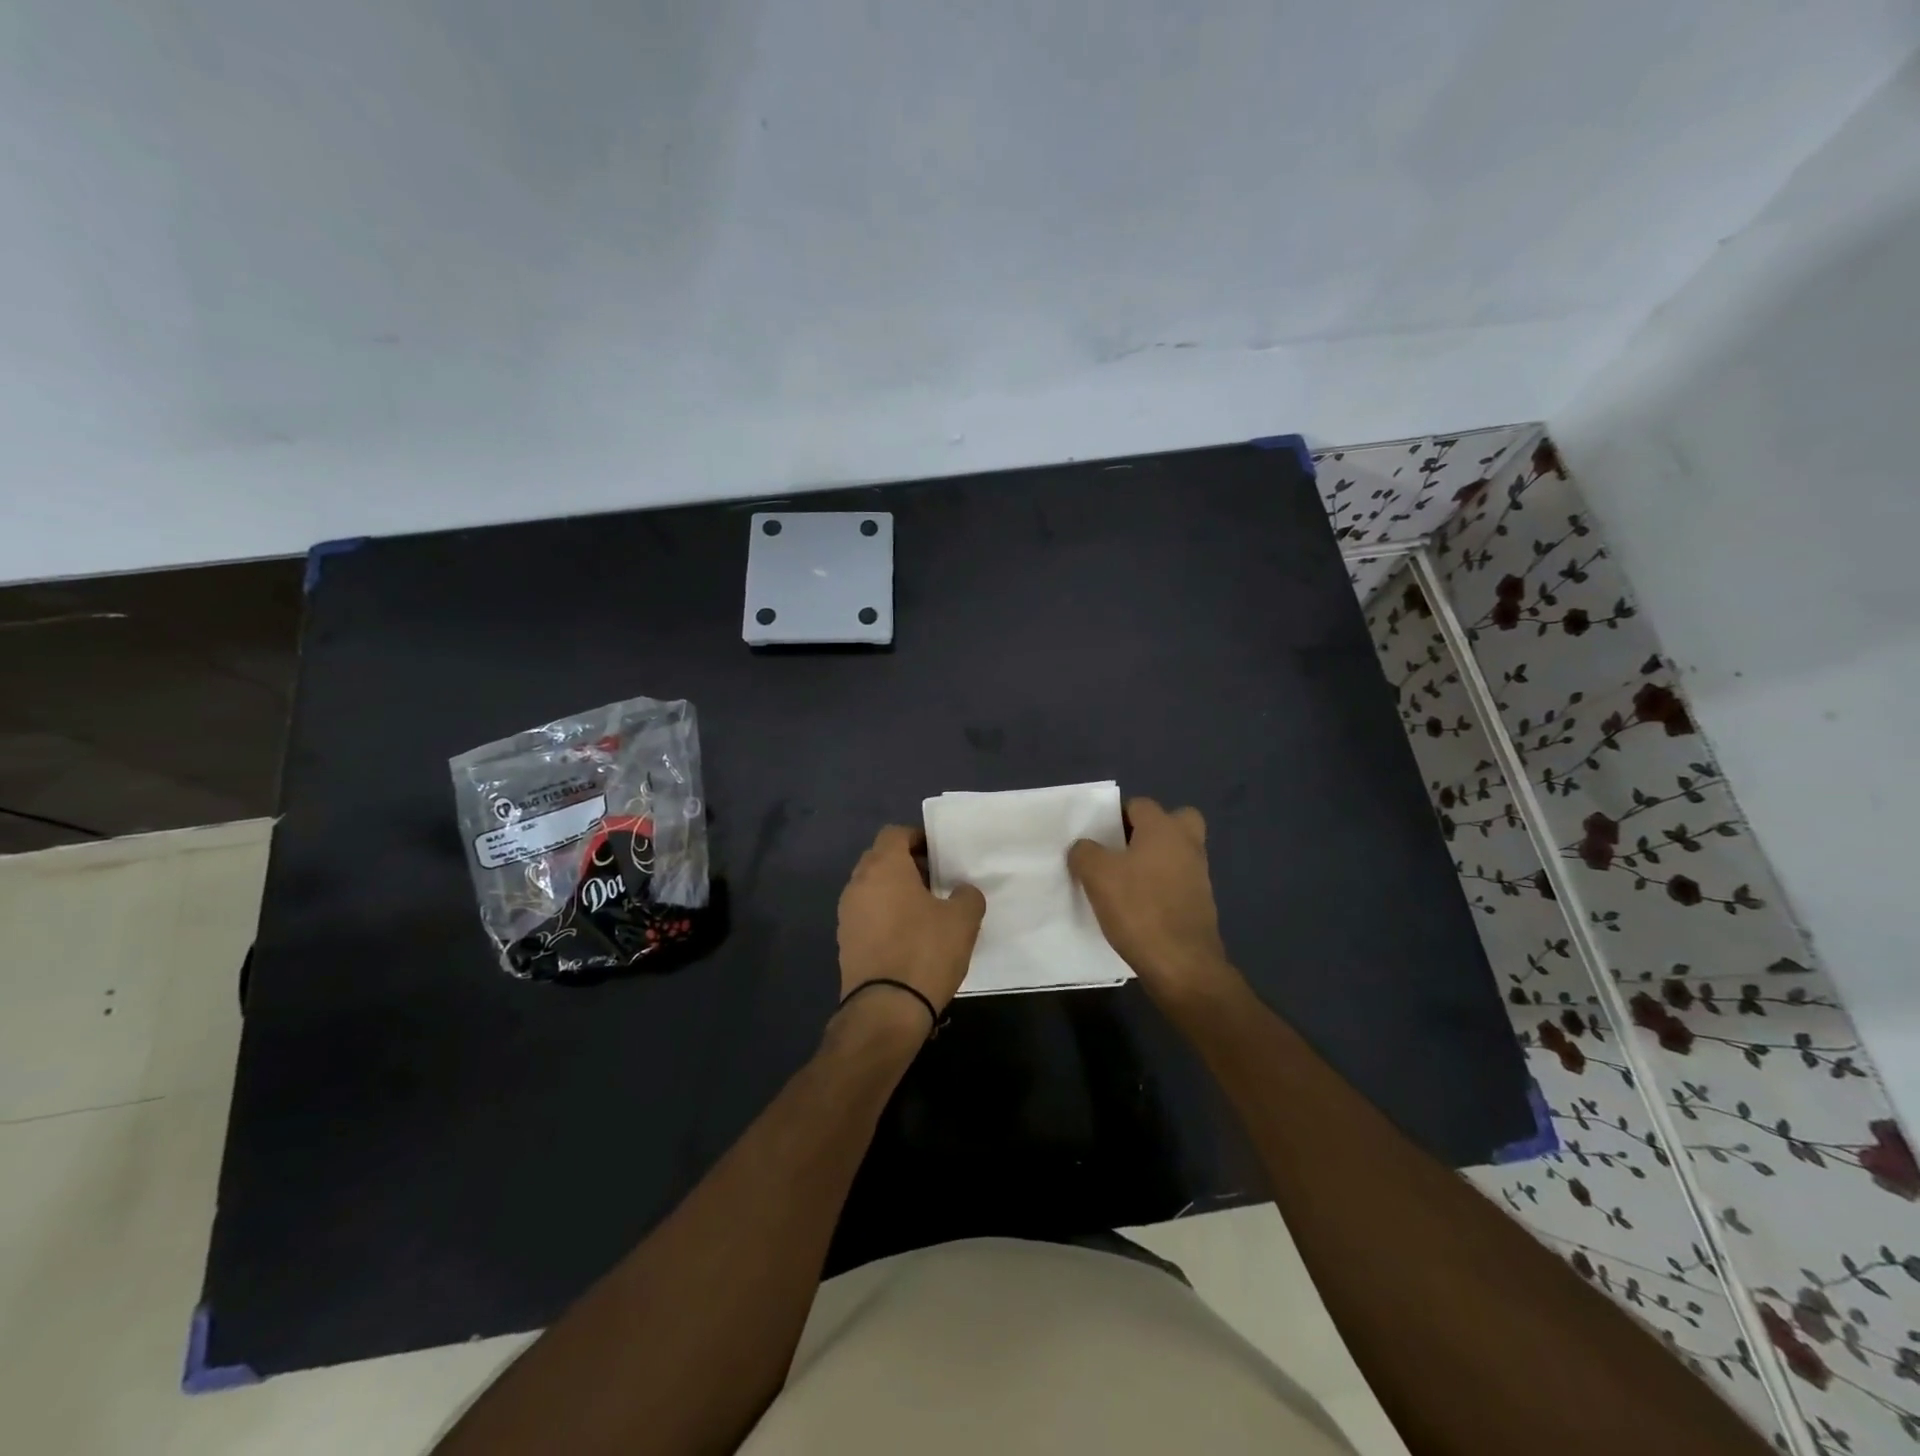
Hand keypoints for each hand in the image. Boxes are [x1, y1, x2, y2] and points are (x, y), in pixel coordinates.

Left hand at [836, 825, 986, 1024]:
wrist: (886, 1010)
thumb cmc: (925, 952)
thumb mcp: (963, 920)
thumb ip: (967, 895)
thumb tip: (961, 892)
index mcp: (883, 867)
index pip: (894, 834)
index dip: (918, 838)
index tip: (939, 855)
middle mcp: (858, 883)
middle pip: (880, 859)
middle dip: (906, 864)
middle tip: (935, 881)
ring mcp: (847, 914)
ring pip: (871, 888)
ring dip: (894, 891)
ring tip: (924, 911)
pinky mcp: (845, 942)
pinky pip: (866, 915)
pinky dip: (884, 916)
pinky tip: (908, 937)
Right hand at [1068, 798, 1233, 1007]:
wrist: (1182, 964)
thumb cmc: (1138, 908)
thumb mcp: (1096, 875)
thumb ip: (1085, 852)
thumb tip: (1084, 848)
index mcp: (1164, 828)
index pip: (1138, 805)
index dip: (1115, 817)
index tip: (1097, 838)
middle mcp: (1187, 844)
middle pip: (1172, 821)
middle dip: (1149, 831)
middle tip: (1122, 851)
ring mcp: (1199, 874)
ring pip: (1176, 852)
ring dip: (1155, 860)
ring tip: (1124, 882)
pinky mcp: (1202, 903)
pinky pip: (1178, 881)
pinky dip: (1162, 887)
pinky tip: (1139, 907)